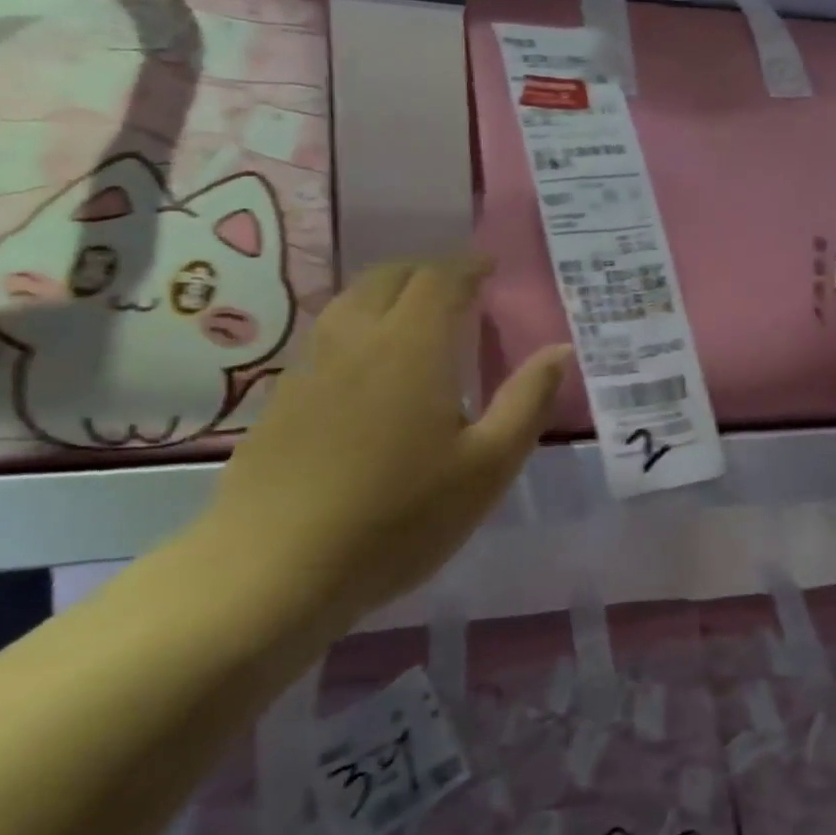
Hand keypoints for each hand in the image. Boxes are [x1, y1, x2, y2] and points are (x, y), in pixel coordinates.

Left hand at [194, 254, 571, 638]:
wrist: (274, 569)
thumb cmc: (398, 518)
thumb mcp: (486, 467)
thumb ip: (527, 402)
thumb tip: (562, 349)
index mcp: (411, 346)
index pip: (440, 278)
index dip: (468, 265)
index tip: (489, 267)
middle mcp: (358, 339)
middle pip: (389, 277)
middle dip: (428, 271)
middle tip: (457, 288)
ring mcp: (312, 367)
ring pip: (350, 302)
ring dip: (387, 292)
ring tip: (413, 315)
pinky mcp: (282, 399)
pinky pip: (327, 337)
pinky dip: (358, 327)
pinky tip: (366, 367)